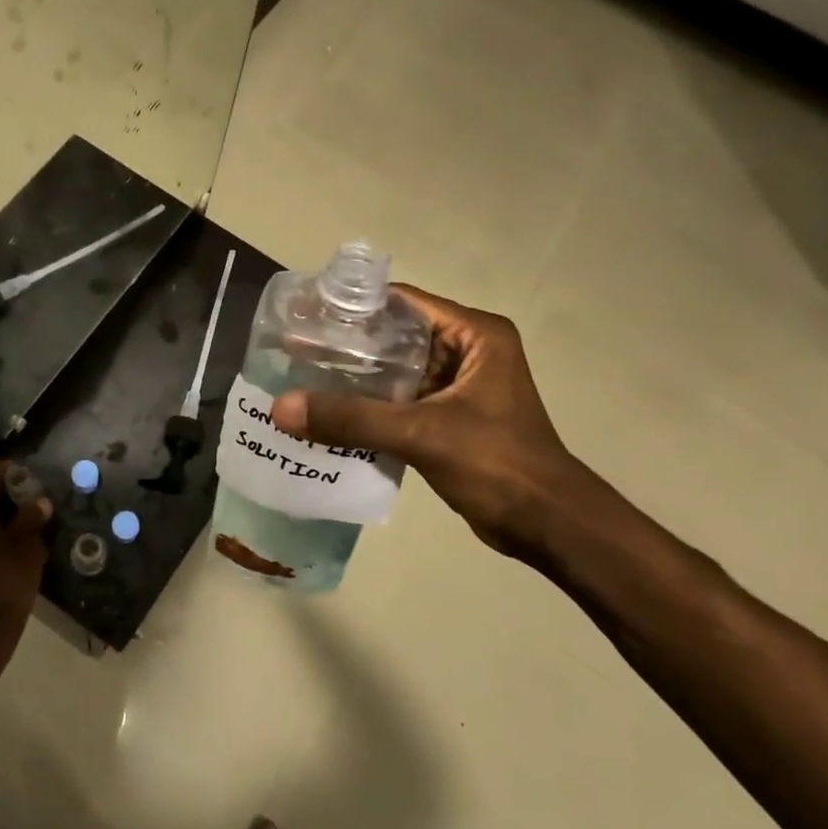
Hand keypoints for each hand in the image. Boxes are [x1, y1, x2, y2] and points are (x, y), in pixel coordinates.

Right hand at [271, 286, 598, 560]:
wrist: (546, 525)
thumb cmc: (496, 463)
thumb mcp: (421, 434)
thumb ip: (352, 419)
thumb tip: (281, 409)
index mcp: (474, 334)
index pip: (402, 303)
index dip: (353, 307)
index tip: (306, 316)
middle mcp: (467, 351)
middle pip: (395, 338)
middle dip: (347, 347)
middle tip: (294, 351)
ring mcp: (459, 387)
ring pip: (395, 373)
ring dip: (355, 381)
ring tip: (302, 381)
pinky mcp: (450, 419)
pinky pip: (400, 403)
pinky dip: (369, 409)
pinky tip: (329, 418)